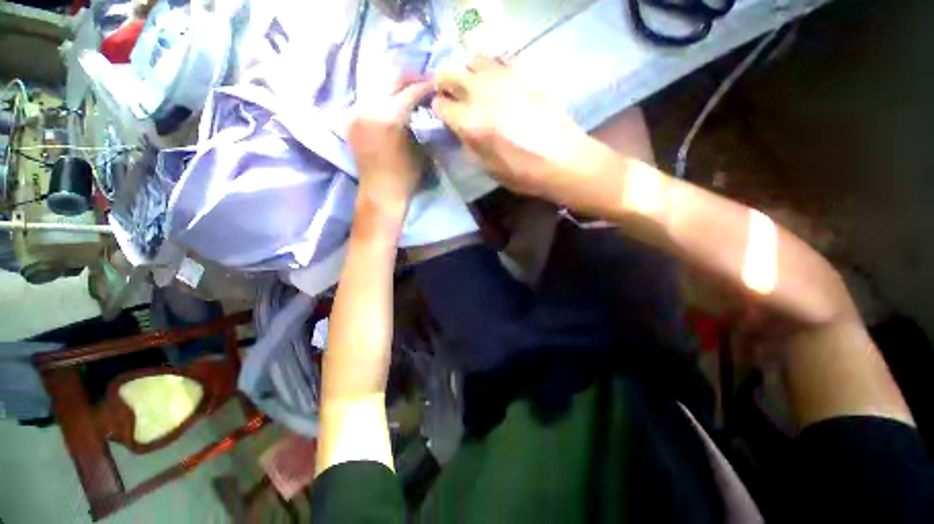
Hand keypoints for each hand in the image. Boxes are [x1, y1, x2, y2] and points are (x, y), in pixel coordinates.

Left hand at [349, 75, 433, 219]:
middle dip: (409, 80)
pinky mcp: (351, 120)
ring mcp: (356, 113)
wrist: (380, 192)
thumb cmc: (405, 176)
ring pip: (379, 89)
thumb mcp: (419, 148)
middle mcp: (369, 108)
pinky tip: (392, 105)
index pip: (410, 90)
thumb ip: (419, 122)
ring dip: (395, 89)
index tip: (435, 83)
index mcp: (389, 116)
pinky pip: (369, 101)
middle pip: (391, 81)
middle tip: (423, 82)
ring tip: (408, 93)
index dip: (425, 85)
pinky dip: (382, 100)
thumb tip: (423, 106)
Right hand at [431, 57, 589, 197]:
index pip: (440, 105)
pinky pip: (501, 60)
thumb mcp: (487, 168)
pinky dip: (493, 69)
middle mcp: (481, 95)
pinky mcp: (524, 74)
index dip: (438, 110)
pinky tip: (500, 84)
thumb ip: (468, 144)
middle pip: (449, 73)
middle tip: (452, 95)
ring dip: (469, 72)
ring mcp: (504, 79)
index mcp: (470, 123)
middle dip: (445, 83)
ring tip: (476, 87)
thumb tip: (460, 129)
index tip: (444, 115)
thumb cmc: (522, 173)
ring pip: (473, 59)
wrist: (562, 160)